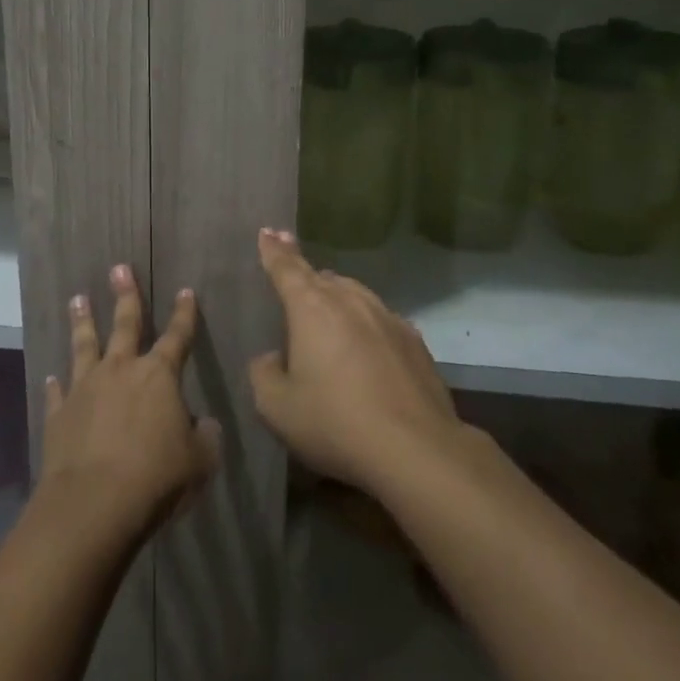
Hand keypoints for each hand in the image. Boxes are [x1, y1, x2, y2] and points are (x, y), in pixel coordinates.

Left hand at [39, 265, 220, 546]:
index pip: (177, 336)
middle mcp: (120, 370)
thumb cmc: (156, 478)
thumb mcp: (199, 462)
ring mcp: (85, 388)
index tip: (185, 291)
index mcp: (159, 376)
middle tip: (119, 268)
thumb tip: (206, 424)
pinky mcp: (59, 413)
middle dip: (125, 295)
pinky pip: (58, 391)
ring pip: (84, 345)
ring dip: (82, 321)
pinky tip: (52, 376)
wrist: (93, 504)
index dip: (184, 314)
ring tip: (77, 298)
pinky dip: (56, 383)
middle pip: (124, 324)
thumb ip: (206, 438)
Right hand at [248, 229, 464, 493]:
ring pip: (354, 294)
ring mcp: (387, 318)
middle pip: (322, 278)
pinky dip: (365, 323)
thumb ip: (263, 374)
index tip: (268, 231)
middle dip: (304, 273)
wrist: (416, 449)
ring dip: (336, 296)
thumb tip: (272, 359)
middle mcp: (350, 301)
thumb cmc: (335, 423)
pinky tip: (366, 344)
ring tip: (326, 310)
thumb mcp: (276, 407)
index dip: (274, 250)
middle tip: (292, 273)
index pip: (286, 268)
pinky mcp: (414, 342)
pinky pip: (380, 319)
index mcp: (311, 307)